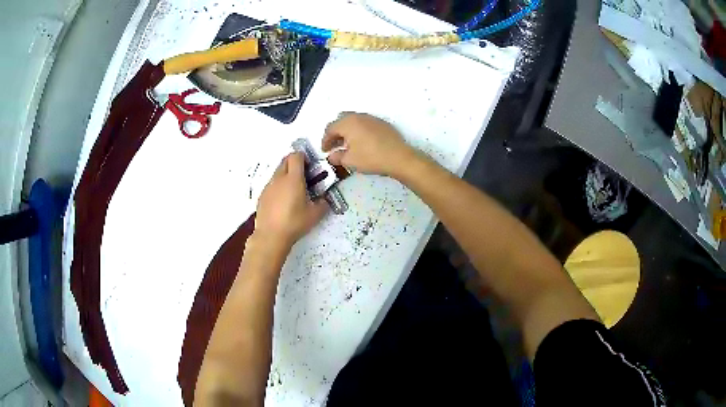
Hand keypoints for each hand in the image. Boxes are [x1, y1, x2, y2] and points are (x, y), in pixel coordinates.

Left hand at [255, 152, 327, 248]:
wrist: (271, 236)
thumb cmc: (294, 222)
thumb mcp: (315, 215)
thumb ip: (322, 203)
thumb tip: (324, 199)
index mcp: (293, 178)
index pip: (296, 156)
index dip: (303, 157)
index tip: (309, 166)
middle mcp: (279, 178)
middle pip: (285, 161)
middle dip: (294, 163)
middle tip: (303, 176)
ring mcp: (268, 187)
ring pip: (277, 172)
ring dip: (286, 175)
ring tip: (293, 191)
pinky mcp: (262, 196)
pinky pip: (271, 185)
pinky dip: (278, 187)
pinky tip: (282, 202)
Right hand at [322, 112, 417, 177]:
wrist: (399, 158)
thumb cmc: (371, 158)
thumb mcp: (350, 161)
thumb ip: (337, 157)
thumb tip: (332, 156)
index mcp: (348, 123)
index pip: (330, 129)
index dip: (325, 140)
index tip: (325, 151)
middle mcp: (359, 117)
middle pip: (341, 120)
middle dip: (335, 132)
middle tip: (334, 145)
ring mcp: (372, 118)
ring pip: (354, 120)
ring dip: (347, 130)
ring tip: (348, 145)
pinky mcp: (382, 123)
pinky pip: (365, 123)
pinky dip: (359, 130)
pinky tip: (362, 142)